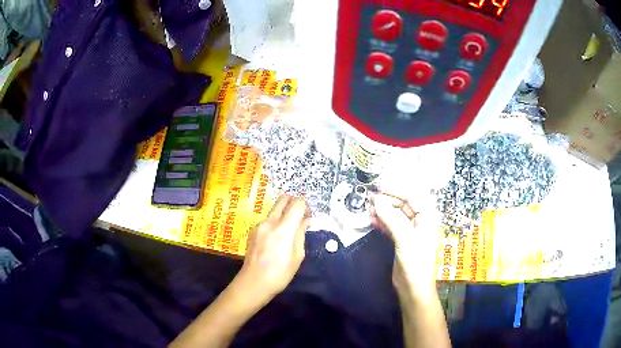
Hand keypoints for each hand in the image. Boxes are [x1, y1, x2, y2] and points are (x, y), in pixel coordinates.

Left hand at [237, 195, 309, 299]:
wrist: (254, 282)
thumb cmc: (280, 273)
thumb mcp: (298, 256)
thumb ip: (301, 234)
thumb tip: (305, 220)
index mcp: (284, 228)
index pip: (297, 204)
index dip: (305, 205)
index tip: (309, 214)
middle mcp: (270, 222)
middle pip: (283, 199)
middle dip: (293, 202)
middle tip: (300, 214)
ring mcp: (259, 225)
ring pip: (274, 210)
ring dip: (284, 213)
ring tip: (290, 229)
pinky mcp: (253, 231)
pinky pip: (268, 220)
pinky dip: (276, 222)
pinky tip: (277, 238)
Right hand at [371, 192, 440, 296]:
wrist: (413, 287)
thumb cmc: (415, 262)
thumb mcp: (405, 238)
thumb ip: (391, 218)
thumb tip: (376, 200)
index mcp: (427, 217)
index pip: (412, 195)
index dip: (396, 188)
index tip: (378, 185)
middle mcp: (420, 221)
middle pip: (403, 203)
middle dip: (387, 198)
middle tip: (370, 196)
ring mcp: (410, 230)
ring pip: (396, 214)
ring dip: (383, 209)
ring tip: (368, 206)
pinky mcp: (401, 239)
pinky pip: (391, 225)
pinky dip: (381, 221)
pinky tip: (371, 219)